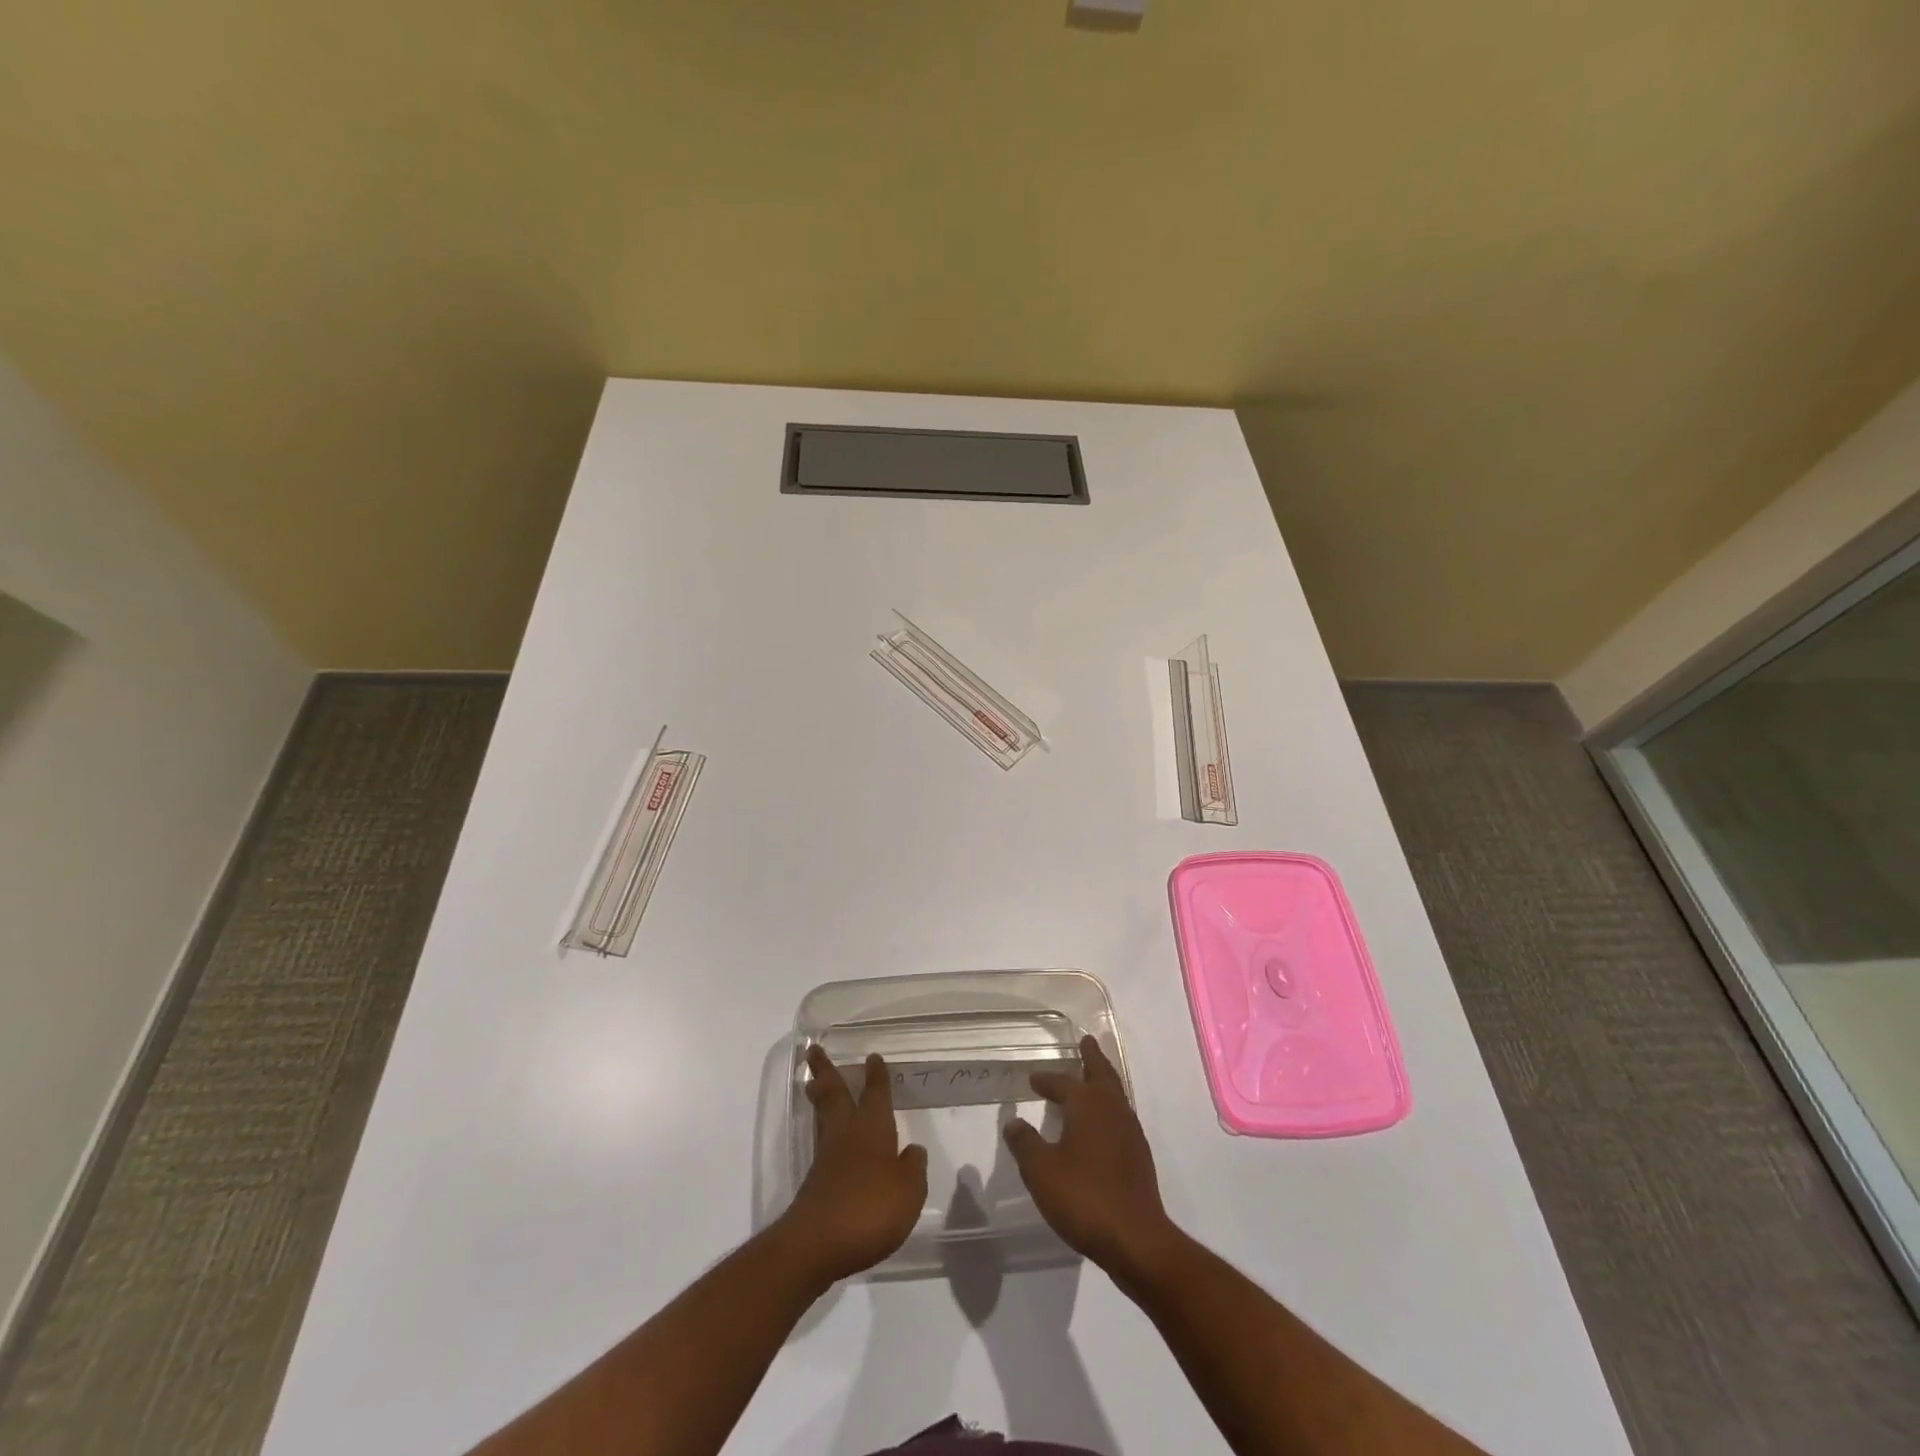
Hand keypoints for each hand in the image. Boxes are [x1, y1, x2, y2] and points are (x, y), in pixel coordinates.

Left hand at [776, 1046, 927, 1286]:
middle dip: (826, 1071)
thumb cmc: (870, 1209)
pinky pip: (821, 1144)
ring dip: (819, 1096)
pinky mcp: (815, 1184)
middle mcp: (846, 1135)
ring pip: (823, 1116)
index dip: (876, 1076)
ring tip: (814, 1083)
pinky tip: (830, 1139)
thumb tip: (912, 1150)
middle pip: (834, 1095)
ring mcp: (826, 1159)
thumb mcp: (908, 1191)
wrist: (817, 1245)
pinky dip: (823, 1130)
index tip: (872, 1057)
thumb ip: (913, 1168)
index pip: (875, 1095)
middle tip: (813, 1050)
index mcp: (872, 1130)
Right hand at [1004, 1036, 1175, 1277]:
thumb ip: (1025, 1144)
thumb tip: (1013, 1122)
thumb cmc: (1084, 1198)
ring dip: (1102, 1081)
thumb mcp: (1041, 1171)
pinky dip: (1109, 1107)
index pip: (1063, 1083)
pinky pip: (1121, 1116)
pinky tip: (1100, 1124)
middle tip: (1086, 1042)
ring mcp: (1130, 1132)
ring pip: (1115, 1094)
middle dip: (1092, 1057)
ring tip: (1091, 1078)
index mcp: (1088, 1105)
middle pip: (1102, 1074)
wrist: (1136, 1239)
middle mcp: (1112, 1109)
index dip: (1047, 1080)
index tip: (1033, 1078)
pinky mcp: (1139, 1156)